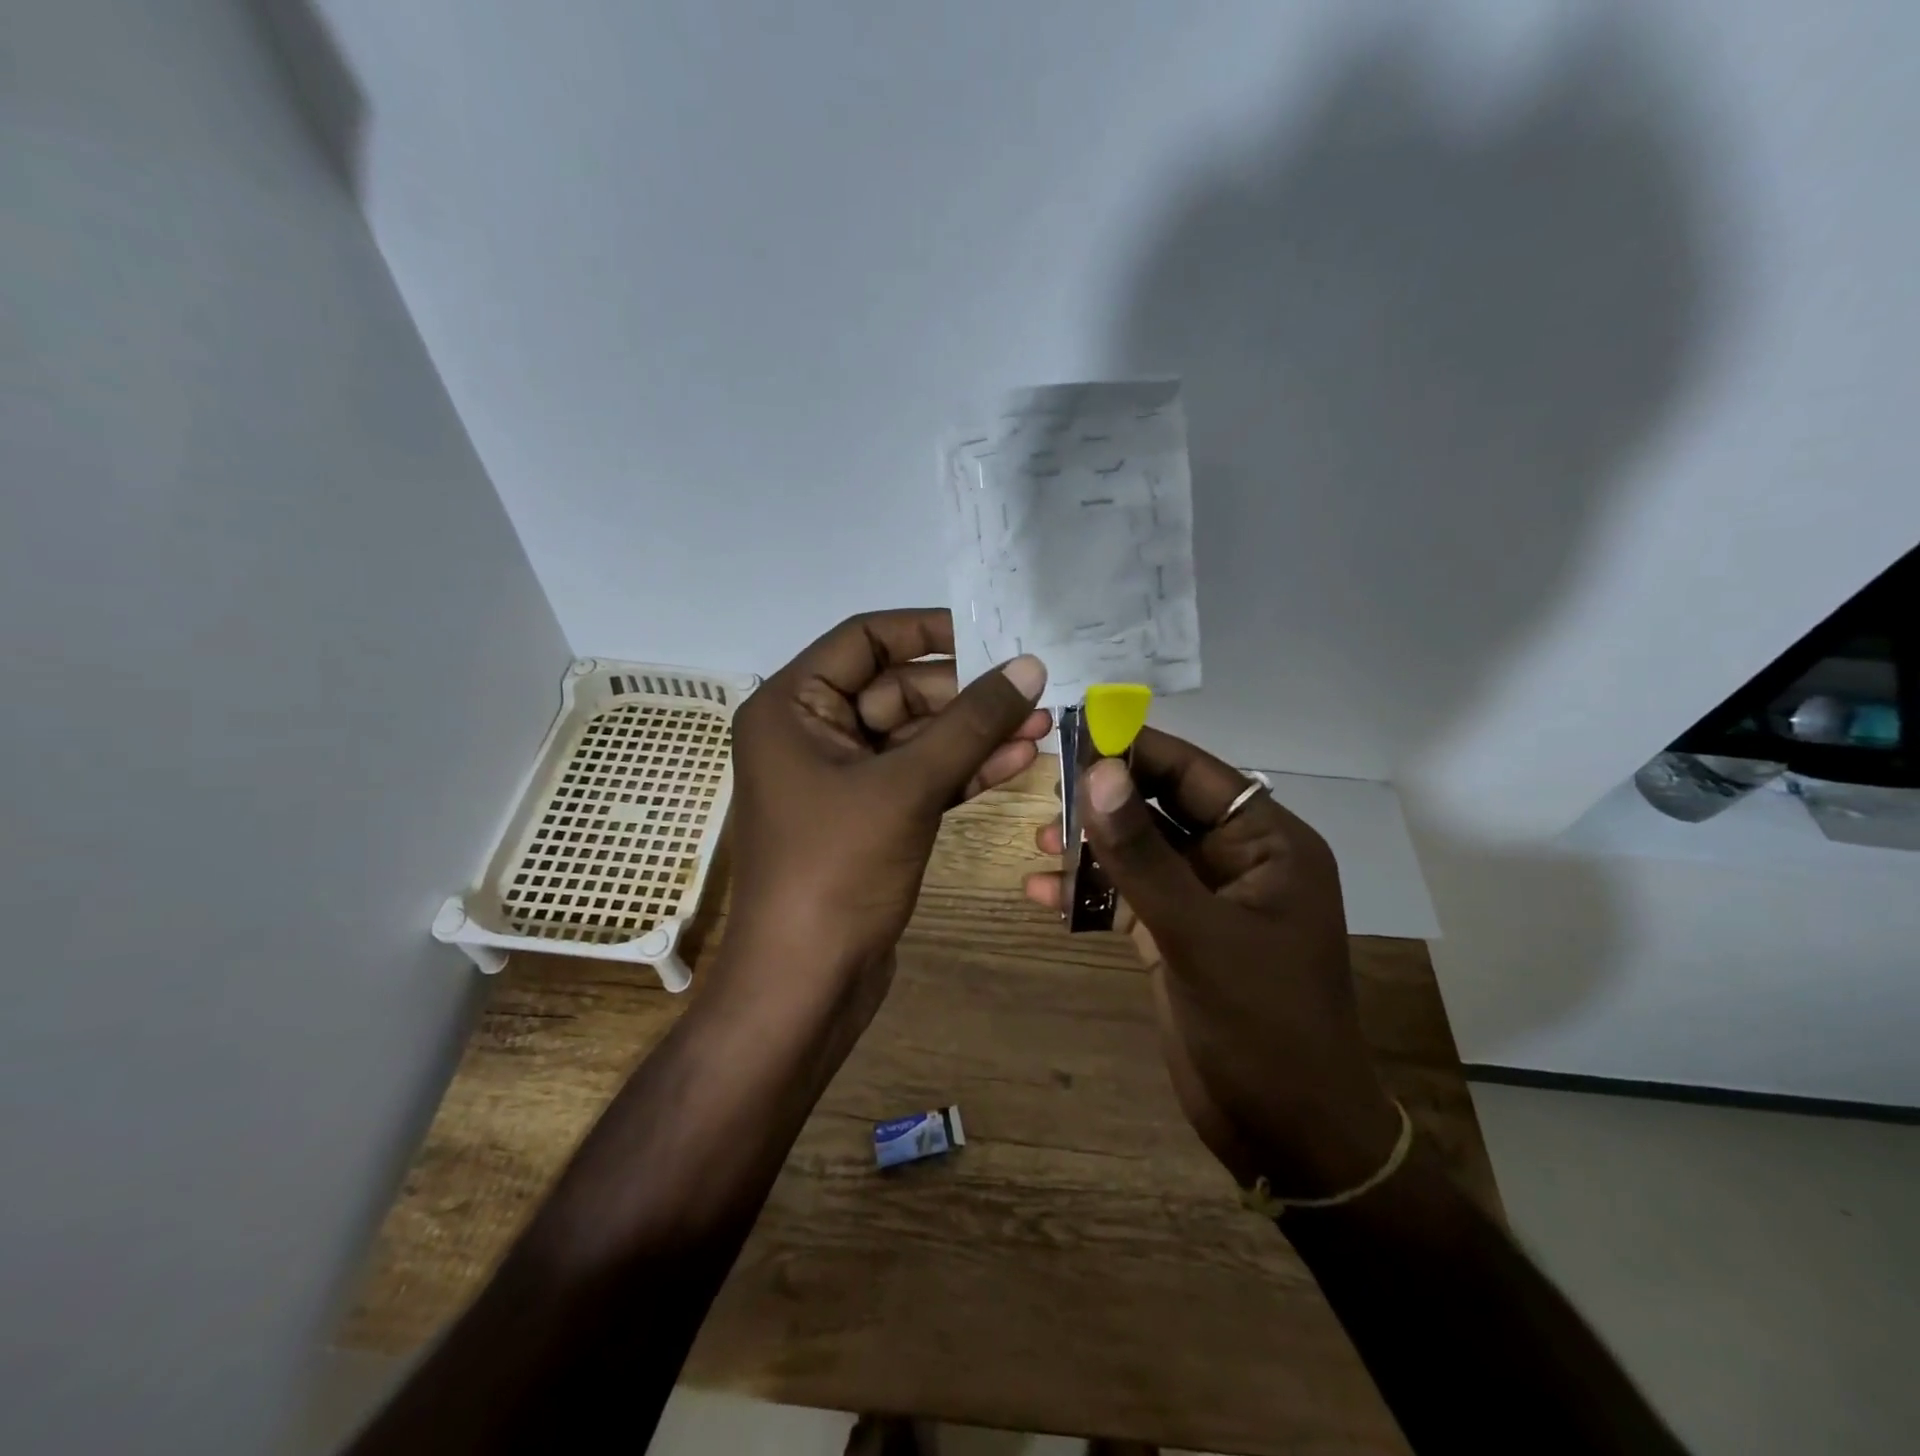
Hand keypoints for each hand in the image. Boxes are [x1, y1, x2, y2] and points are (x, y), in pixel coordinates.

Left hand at [725, 609, 1048, 1012]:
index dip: (928, 630)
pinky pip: (919, 777)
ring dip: (974, 732)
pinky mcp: (868, 817)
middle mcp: (810, 733)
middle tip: (1032, 691)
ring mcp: (841, 778)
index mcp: (792, 707)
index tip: (992, 635)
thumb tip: (1030, 666)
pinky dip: (962, 769)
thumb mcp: (908, 787)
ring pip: (915, 737)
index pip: (864, 639)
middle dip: (965, 694)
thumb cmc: (837, 871)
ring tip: (1042, 724)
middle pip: (897, 689)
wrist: (806, 985)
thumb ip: (972, 723)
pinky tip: (1017, 759)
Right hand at [1023, 728, 1398, 1195]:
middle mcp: (1238, 862)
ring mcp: (1206, 901)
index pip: (1194, 774)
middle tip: (1045, 787)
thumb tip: (1099, 772)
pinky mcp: (1178, 937)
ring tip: (1038, 841)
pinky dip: (1090, 893)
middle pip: (1162, 808)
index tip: (1075, 732)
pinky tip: (1042, 893)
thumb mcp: (1196, 934)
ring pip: (1140, 853)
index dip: (1137, 749)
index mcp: (1267, 845)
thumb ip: (1143, 855)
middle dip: (1106, 800)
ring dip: (1092, 847)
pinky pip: (1129, 897)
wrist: (1288, 1133)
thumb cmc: (1262, 1026)